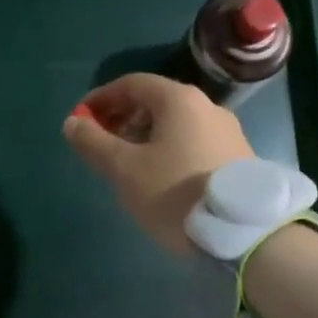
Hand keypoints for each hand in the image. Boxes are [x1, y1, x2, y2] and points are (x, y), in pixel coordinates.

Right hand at [62, 73, 255, 252]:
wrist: (245, 234)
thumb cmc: (176, 193)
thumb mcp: (124, 169)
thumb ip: (94, 142)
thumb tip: (72, 123)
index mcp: (178, 100)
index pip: (131, 84)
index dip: (101, 98)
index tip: (81, 120)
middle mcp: (206, 106)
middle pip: (155, 101)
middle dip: (122, 117)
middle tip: (100, 143)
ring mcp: (227, 131)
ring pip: (175, 123)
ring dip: (144, 135)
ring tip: (127, 164)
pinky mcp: (238, 157)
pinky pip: (193, 140)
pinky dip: (168, 148)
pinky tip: (160, 176)